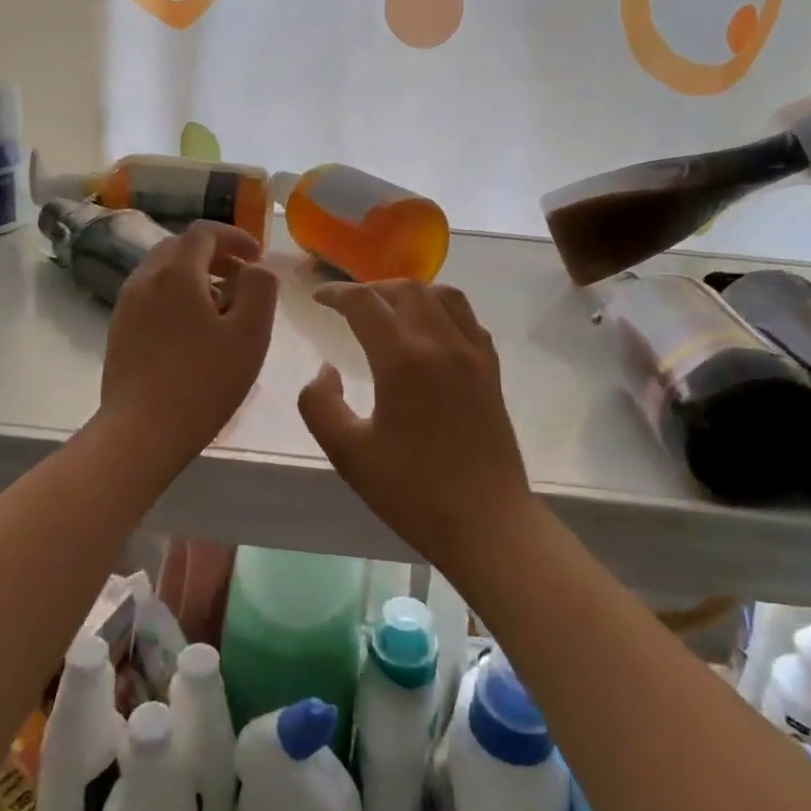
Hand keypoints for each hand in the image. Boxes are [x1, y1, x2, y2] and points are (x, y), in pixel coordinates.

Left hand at [99, 221, 278, 466]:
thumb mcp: (250, 334)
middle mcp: (145, 278)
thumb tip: (256, 268)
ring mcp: (126, 304)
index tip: (257, 257)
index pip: (204, 232)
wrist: (140, 431)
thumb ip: (260, 289)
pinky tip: (193, 330)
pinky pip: (151, 295)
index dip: (234, 237)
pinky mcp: (118, 329)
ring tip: (221, 306)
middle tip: (242, 278)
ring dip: (195, 275)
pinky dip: (176, 296)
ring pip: (163, 271)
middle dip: (214, 254)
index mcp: (176, 273)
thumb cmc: (203, 382)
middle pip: (180, 247)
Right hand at [298, 280, 534, 573]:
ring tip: (389, 309)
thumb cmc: (412, 491)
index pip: (365, 304)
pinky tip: (430, 331)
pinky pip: (468, 319)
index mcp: (403, 359)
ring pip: (443, 295)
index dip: (337, 294)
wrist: (486, 522)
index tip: (318, 298)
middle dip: (371, 289)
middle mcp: (441, 343)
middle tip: (348, 305)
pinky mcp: (492, 370)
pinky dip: (443, 309)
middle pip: (406, 289)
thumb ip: (320, 404)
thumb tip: (325, 370)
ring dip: (410, 292)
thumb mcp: (348, 453)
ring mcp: (473, 354)